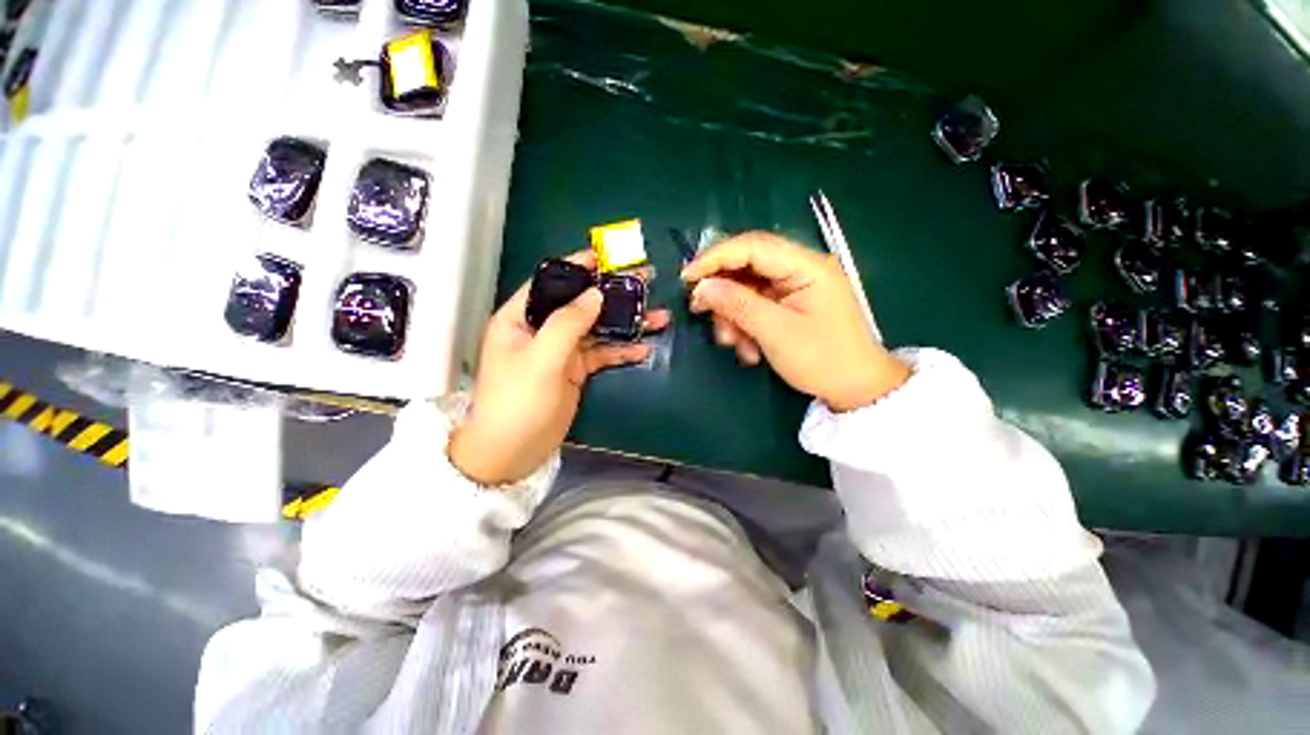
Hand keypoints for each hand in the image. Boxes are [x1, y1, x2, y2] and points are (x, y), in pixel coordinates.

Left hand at [449, 251, 669, 484]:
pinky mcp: (575, 370)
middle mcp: (541, 328)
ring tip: (658, 316)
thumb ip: (568, 323)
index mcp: (521, 318)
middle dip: (613, 292)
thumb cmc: (518, 402)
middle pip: (581, 303)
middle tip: (646, 280)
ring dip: (625, 322)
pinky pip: (601, 354)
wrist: (513, 452)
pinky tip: (644, 349)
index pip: (551, 281)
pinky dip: (621, 351)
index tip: (609, 256)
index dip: (579, 267)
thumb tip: (596, 294)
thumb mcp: (541, 359)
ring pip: (597, 328)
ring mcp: (560, 350)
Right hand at [682, 231, 908, 411]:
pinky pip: (755, 305)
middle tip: (701, 312)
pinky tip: (748, 348)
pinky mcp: (788, 303)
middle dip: (723, 293)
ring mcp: (794, 286)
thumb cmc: (822, 359)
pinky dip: (744, 324)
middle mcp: (800, 268)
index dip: (715, 257)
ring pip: (746, 288)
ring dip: (732, 315)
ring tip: (733, 343)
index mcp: (806, 266)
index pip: (752, 246)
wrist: (855, 388)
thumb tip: (702, 287)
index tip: (687, 277)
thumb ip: (738, 305)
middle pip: (747, 266)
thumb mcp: (776, 333)